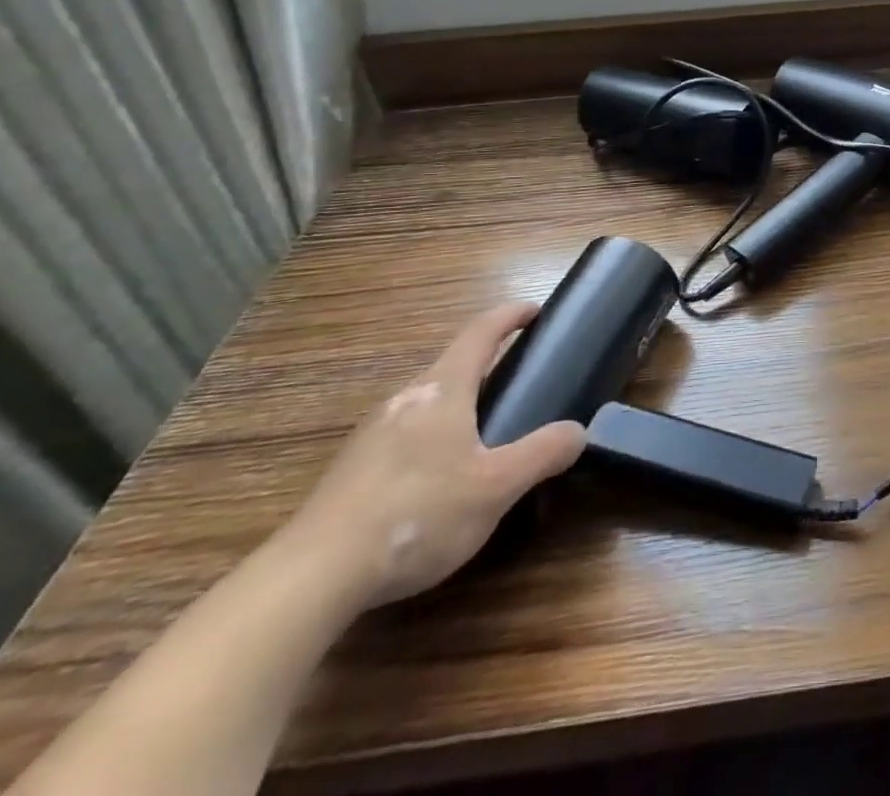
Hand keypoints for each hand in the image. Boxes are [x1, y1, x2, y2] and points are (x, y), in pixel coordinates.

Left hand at [280, 303, 585, 609]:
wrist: (311, 578)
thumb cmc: (417, 514)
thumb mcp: (496, 487)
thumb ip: (542, 453)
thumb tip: (578, 431)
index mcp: (442, 390)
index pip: (480, 333)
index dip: (510, 316)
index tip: (534, 311)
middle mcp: (404, 400)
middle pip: (450, 366)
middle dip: (485, 364)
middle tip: (517, 380)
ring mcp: (371, 435)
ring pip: (424, 402)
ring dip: (457, 403)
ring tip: (482, 431)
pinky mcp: (350, 472)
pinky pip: (403, 435)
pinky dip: (430, 437)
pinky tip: (436, 478)